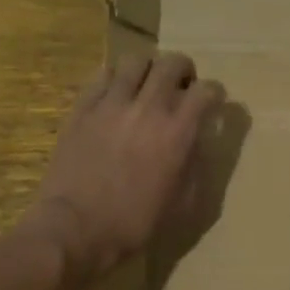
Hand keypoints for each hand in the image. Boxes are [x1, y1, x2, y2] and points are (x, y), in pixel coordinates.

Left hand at [31, 52, 221, 281]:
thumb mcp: (182, 204)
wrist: (76, 228)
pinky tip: (116, 94)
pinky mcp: (83, 107)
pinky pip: (102, 74)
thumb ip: (195, 165)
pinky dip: (115, 78)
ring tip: (146, 85)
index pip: (206, 90)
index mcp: (178, 132)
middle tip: (181, 87)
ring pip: (136, 60)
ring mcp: (112, 103)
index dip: (213, 93)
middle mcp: (148, 107)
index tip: (211, 103)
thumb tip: (195, 142)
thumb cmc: (135, 223)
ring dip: (148, 69)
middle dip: (184, 71)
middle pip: (172, 63)